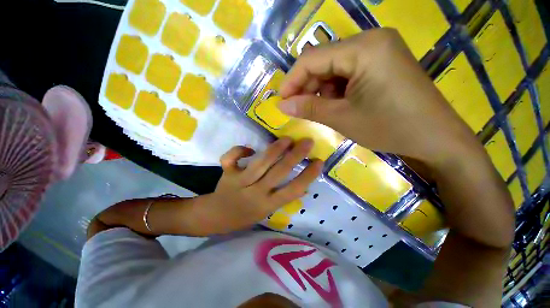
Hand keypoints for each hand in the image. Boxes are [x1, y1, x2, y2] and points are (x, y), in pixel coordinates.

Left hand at [206, 137, 322, 232]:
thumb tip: (303, 188)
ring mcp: (239, 182)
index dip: (307, 175)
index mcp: (267, 204)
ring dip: (275, 149)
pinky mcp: (226, 173)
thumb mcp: (267, 212)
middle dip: (295, 155)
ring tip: (287, 139)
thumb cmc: (245, 215)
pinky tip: (249, 149)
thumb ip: (283, 198)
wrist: (216, 216)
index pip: (292, 190)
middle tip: (307, 142)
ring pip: (259, 163)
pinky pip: (231, 157)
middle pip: (279, 172)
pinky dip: (240, 150)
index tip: (319, 161)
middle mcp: (255, 193)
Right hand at [278, 29, 480, 167]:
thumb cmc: (389, 128)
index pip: (312, 58)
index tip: (281, 101)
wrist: (435, 138)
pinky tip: (335, 105)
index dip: (292, 80)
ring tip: (319, 110)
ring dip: (320, 89)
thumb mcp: (342, 118)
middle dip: (306, 86)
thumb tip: (281, 105)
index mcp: (363, 48)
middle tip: (297, 109)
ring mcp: (378, 50)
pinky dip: (335, 89)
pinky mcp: (381, 63)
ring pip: (333, 67)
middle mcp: (370, 40)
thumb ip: (309, 108)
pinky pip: (347, 72)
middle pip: (323, 60)